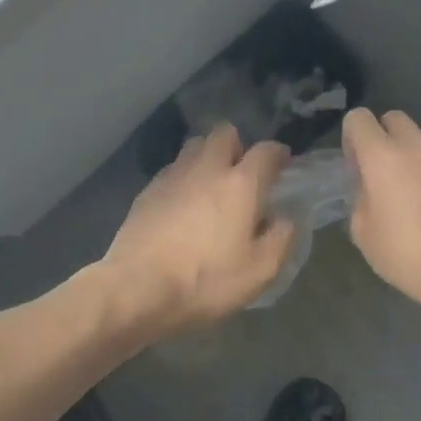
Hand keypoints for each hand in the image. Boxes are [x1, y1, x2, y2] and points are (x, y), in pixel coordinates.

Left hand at [100, 124, 295, 333]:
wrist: (137, 287)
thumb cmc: (205, 280)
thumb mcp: (259, 271)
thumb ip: (280, 238)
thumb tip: (283, 218)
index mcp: (240, 184)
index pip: (266, 151)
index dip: (278, 153)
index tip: (283, 164)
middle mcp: (207, 169)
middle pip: (224, 133)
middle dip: (238, 145)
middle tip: (242, 173)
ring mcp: (172, 176)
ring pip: (194, 146)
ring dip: (207, 156)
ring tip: (211, 185)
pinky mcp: (147, 190)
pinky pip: (172, 169)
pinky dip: (183, 177)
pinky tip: (182, 203)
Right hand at [341, 108, 420, 321]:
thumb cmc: (410, 257)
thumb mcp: (364, 234)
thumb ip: (360, 198)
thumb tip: (368, 186)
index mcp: (384, 158)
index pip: (359, 118)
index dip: (352, 137)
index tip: (356, 165)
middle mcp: (418, 148)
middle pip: (394, 119)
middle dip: (383, 137)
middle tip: (382, 173)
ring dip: (413, 158)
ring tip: (417, 196)